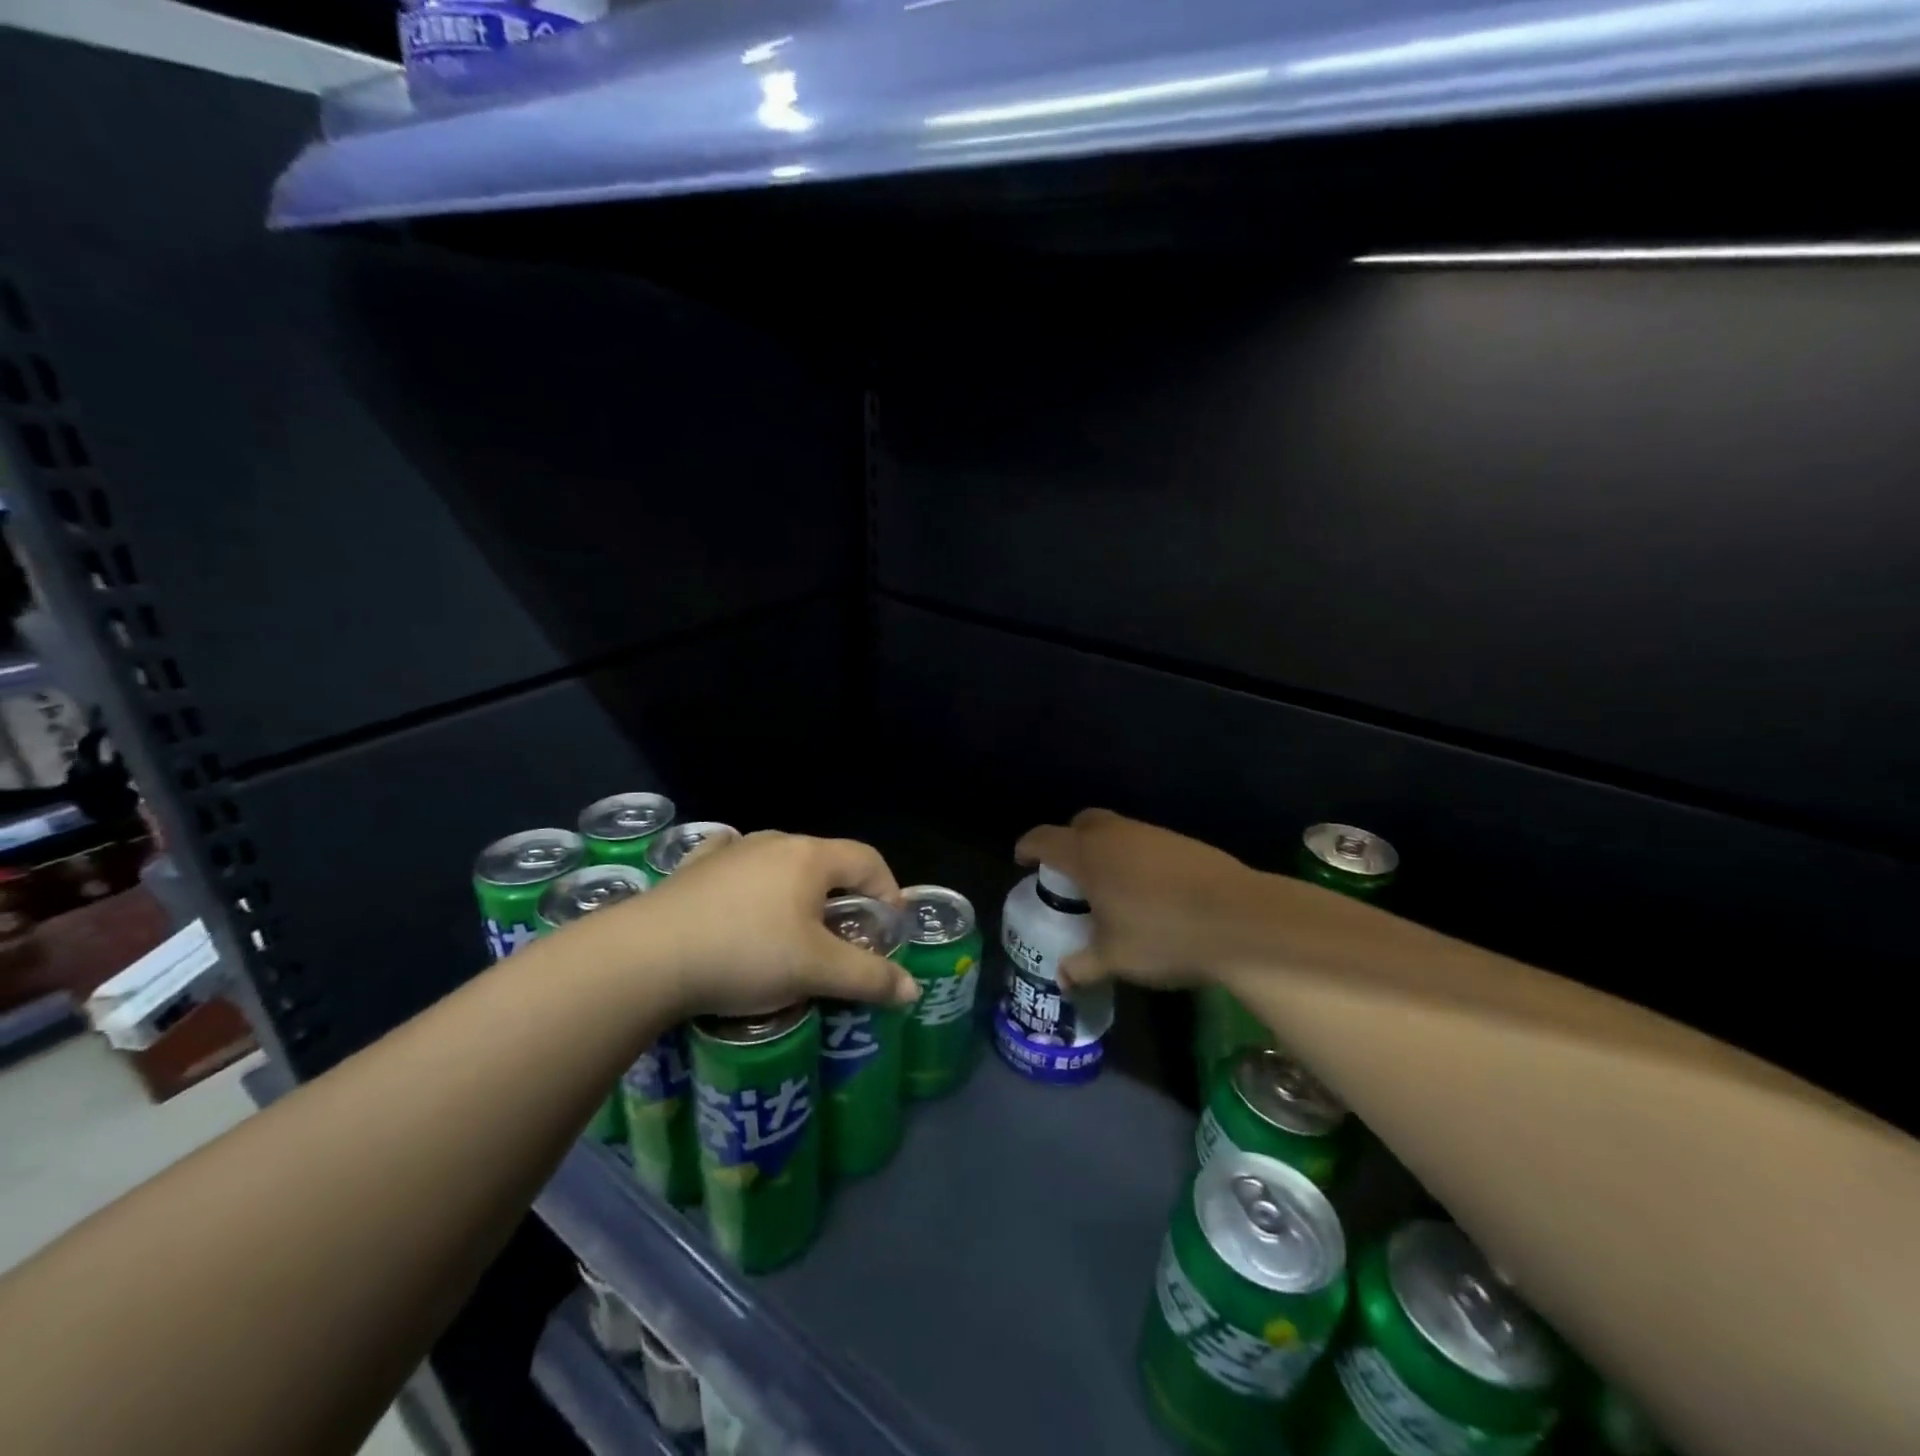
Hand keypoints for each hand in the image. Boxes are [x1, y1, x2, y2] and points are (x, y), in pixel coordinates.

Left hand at [579, 831, 921, 1018]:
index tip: (890, 931)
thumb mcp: (816, 970)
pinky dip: (752, 886)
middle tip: (845, 941)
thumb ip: (869, 977)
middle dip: (845, 899)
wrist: (646, 957)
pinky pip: (737, 869)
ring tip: (793, 935)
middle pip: (827, 863)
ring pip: (781, 866)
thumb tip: (912, 989)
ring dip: (799, 895)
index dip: (889, 891)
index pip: (869, 860)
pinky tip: (742, 906)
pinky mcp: (694, 868)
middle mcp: (774, 842)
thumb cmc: (746, 954)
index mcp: (810, 856)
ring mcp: (731, 851)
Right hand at [1014, 809, 1265, 990]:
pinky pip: (1145, 842)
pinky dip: (1135, 857)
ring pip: (1116, 830)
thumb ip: (1083, 965)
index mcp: (1088, 856)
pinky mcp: (1183, 842)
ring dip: (1105, 849)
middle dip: (1069, 840)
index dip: (1028, 847)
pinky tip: (1148, 890)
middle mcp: (1116, 835)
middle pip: (1082, 823)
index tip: (1022, 860)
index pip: (1045, 839)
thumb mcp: (1115, 958)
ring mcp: (1152, 834)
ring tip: (1110, 886)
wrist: (1240, 919)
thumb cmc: (1163, 936)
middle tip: (1069, 873)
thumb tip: (1062, 977)